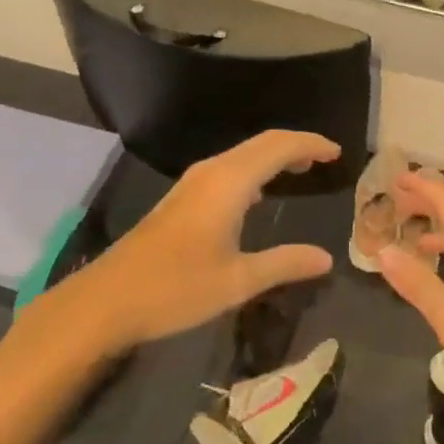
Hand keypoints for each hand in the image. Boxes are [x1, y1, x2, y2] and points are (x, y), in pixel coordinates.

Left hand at [34, 131, 338, 355]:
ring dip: (273, 156)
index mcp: (230, 182)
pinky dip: (254, 169)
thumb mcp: (238, 281)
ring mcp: (193, 183)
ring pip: (243, 154)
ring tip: (301, 169)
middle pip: (262, 143)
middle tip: (325, 158)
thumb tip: (326, 258)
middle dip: (296, 145)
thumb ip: (285, 264)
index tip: (338, 153)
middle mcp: (213, 172)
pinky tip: (259, 194)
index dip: (311, 144)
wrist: (106, 300)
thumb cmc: (176, 288)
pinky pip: (229, 168)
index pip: (279, 146)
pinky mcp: (182, 198)